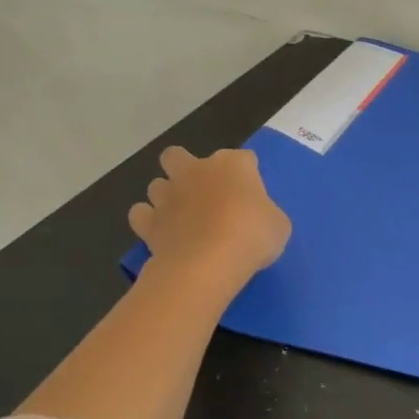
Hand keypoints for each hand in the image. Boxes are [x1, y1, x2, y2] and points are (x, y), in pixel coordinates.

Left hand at [129, 147, 290, 293]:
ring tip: (182, 216)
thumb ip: (263, 212)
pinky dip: (149, 221)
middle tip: (203, 192)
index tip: (253, 195)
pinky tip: (163, 233)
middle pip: (177, 155)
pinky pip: (141, 214)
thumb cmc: (252, 236)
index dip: (247, 174)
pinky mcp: (148, 222)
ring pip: (156, 184)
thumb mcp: (278, 224)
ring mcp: (167, 195)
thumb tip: (255, 216)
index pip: (243, 158)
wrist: (208, 263)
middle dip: (185, 168)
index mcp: (233, 165)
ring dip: (167, 196)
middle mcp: (195, 171)